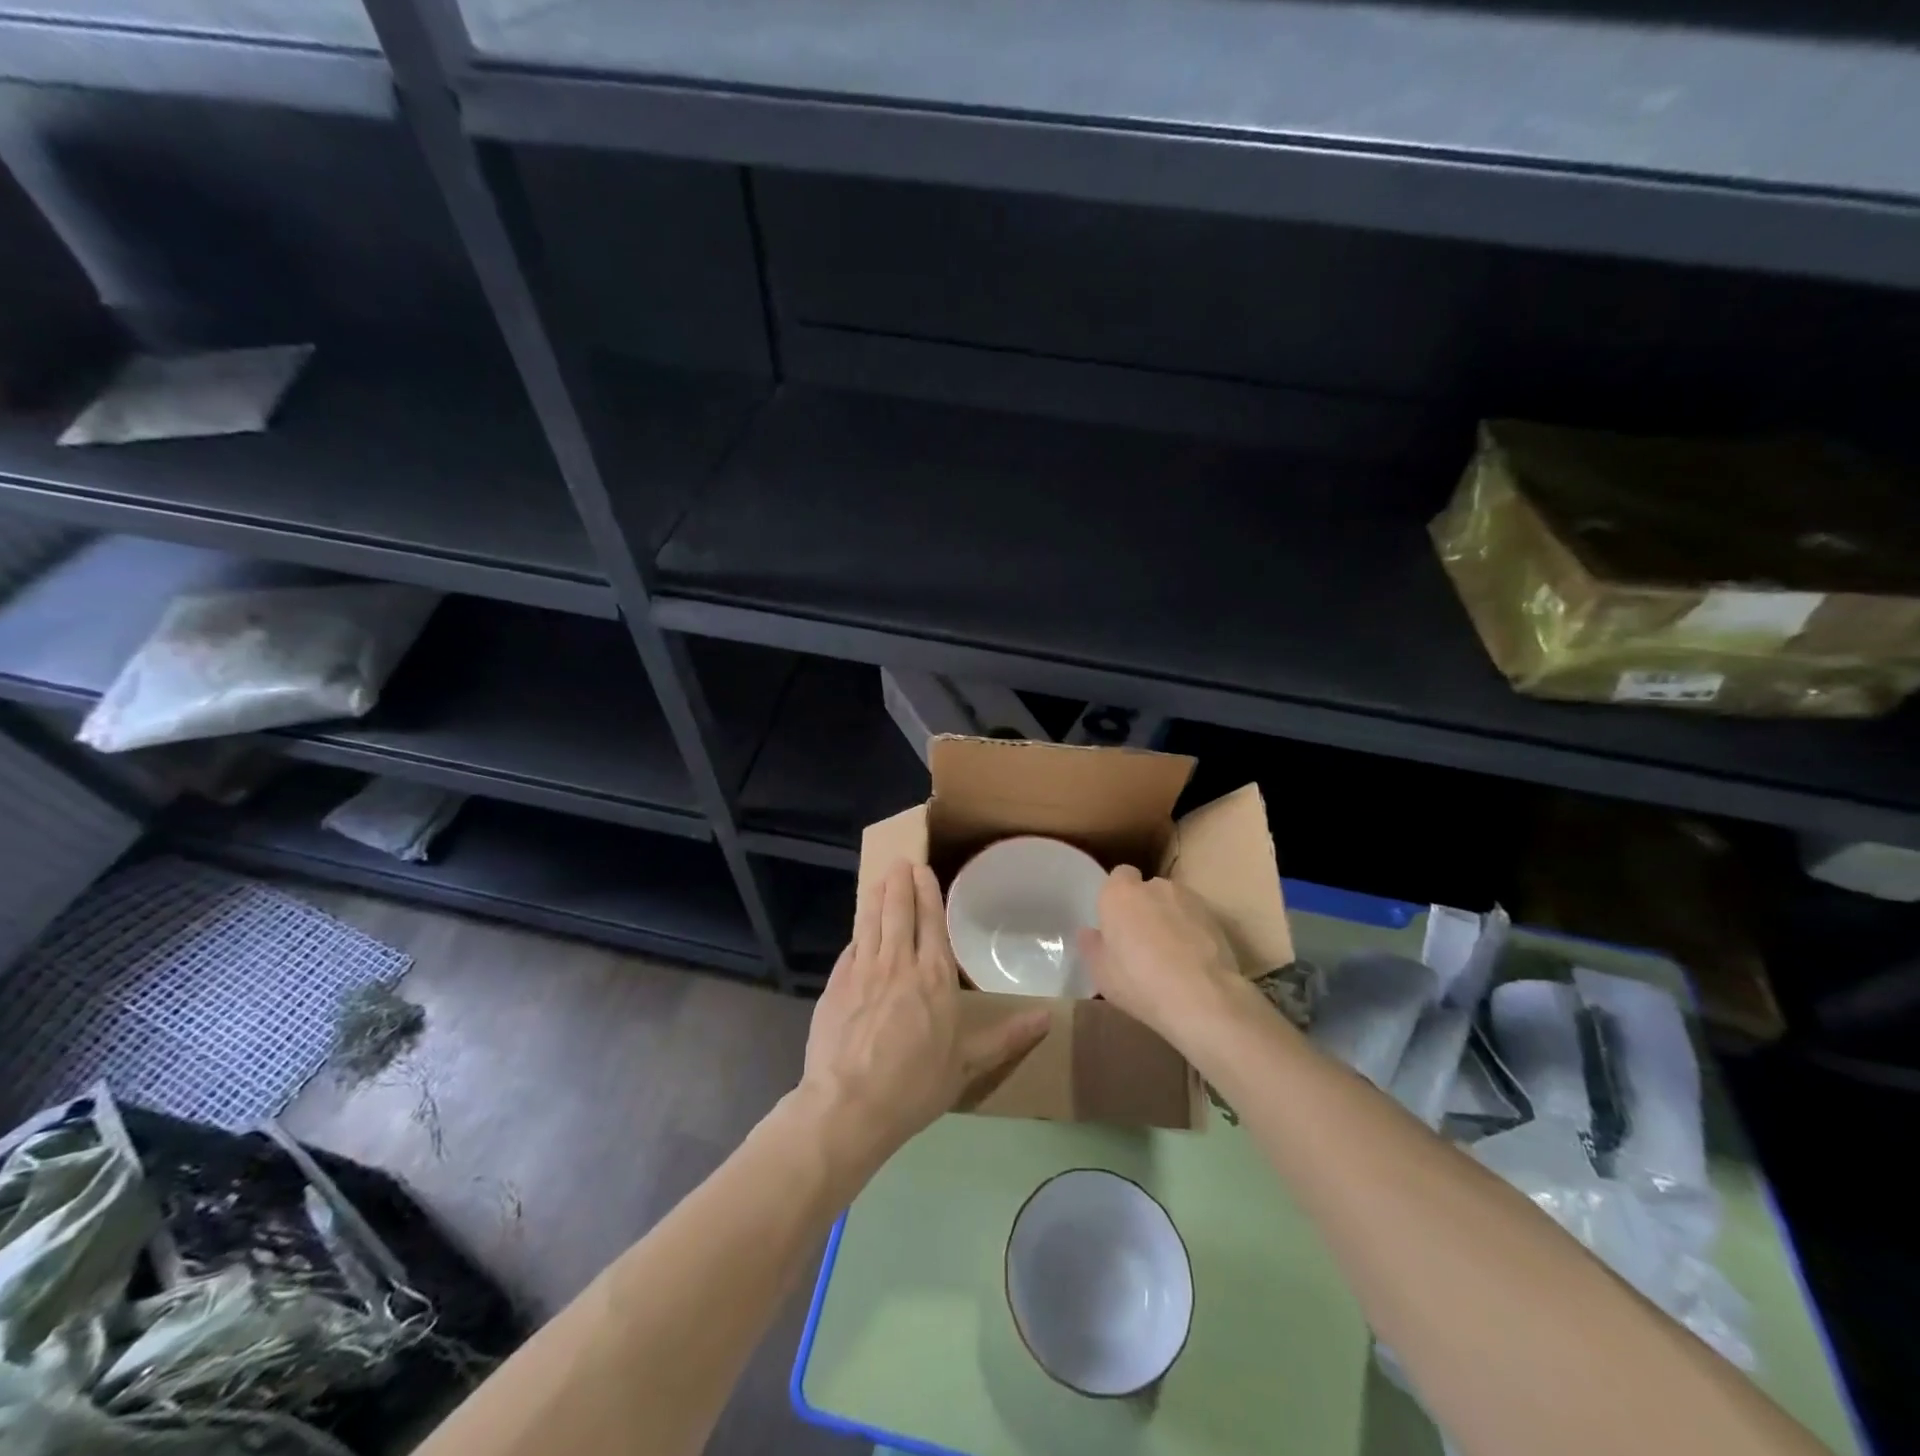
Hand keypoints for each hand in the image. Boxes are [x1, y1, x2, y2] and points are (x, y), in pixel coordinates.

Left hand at [799, 861, 1049, 1173]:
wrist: (850, 1105)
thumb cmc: (916, 1085)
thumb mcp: (967, 1064)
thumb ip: (1006, 1037)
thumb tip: (1048, 1018)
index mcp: (934, 977)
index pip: (930, 922)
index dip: (926, 893)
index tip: (922, 869)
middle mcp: (899, 964)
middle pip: (898, 912)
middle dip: (900, 883)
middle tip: (900, 862)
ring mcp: (863, 970)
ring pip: (871, 921)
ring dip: (877, 896)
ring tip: (881, 878)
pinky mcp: (835, 984)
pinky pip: (851, 947)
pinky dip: (858, 931)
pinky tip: (859, 927)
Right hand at [1077, 865, 1253, 1052]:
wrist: (1201, 996)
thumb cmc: (1138, 980)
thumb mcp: (1100, 972)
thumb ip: (1092, 946)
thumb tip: (1091, 933)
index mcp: (1119, 893)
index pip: (1118, 876)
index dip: (1118, 896)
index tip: (1117, 921)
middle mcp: (1154, 886)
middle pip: (1147, 889)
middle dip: (1145, 907)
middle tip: (1141, 941)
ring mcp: (1189, 899)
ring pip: (1174, 904)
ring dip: (1170, 919)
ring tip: (1171, 955)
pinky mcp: (1216, 918)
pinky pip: (1196, 920)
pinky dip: (1193, 933)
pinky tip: (1193, 963)